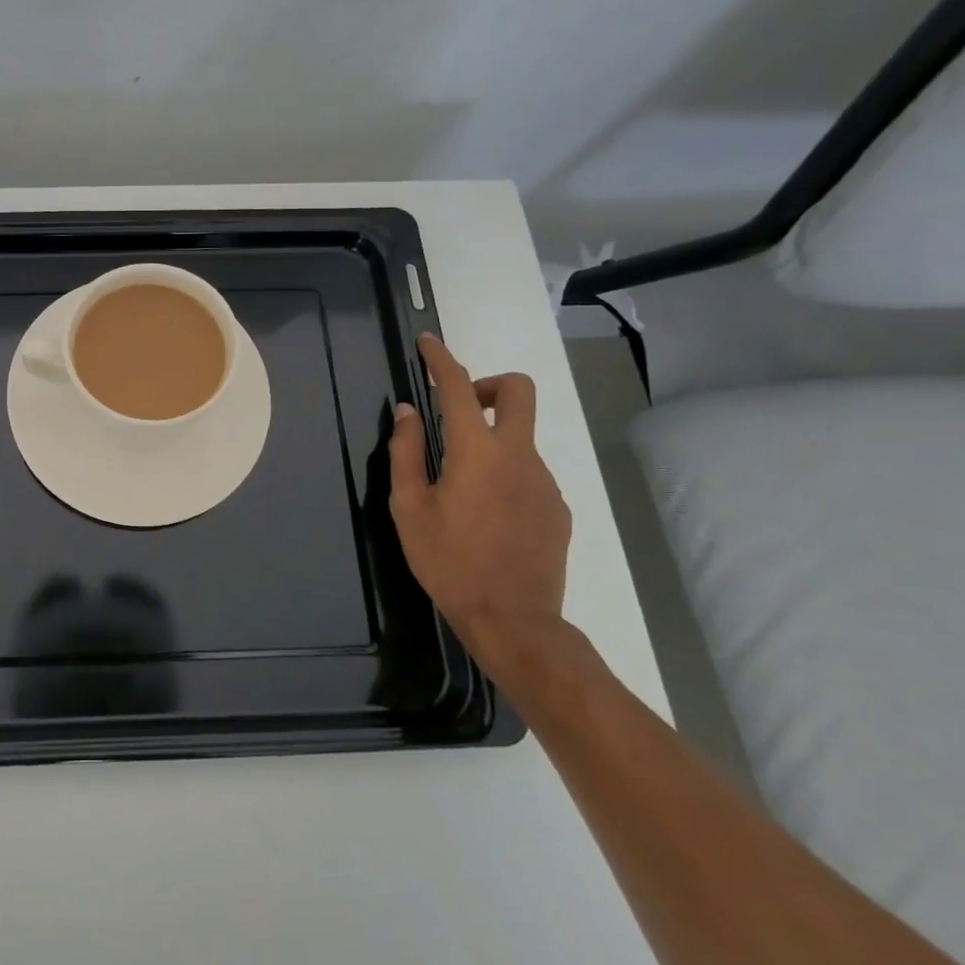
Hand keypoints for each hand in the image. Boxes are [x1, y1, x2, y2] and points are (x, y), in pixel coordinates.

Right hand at [388, 333, 571, 670]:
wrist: (514, 621)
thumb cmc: (449, 562)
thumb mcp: (409, 508)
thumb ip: (406, 452)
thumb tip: (407, 413)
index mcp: (476, 453)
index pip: (458, 387)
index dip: (440, 359)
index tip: (427, 344)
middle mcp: (518, 456)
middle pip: (518, 392)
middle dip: (488, 385)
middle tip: (458, 410)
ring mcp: (545, 482)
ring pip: (521, 437)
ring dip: (491, 440)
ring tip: (461, 487)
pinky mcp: (558, 508)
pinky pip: (529, 472)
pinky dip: (505, 473)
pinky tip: (486, 514)